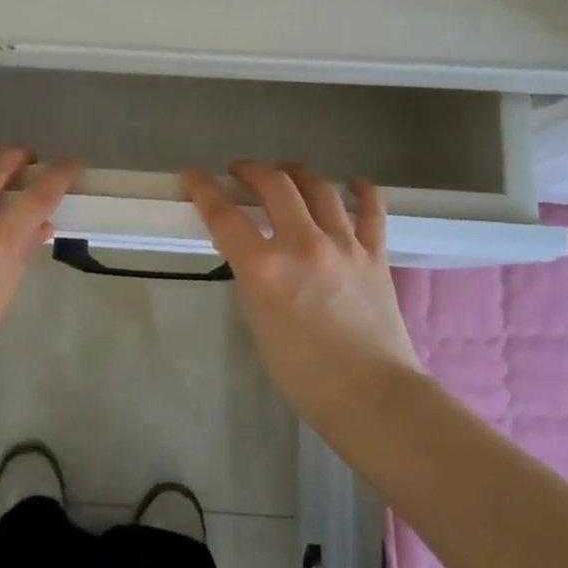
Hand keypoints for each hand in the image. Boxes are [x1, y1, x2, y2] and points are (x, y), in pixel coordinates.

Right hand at [182, 162, 422, 427]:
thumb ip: (253, 279)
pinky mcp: (375, 254)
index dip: (203, 189)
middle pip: (274, 185)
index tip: (192, 176)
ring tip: (285, 172)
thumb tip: (255, 254)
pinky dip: (361, 192)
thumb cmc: (303, 373)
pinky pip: (371, 211)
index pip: (224, 215)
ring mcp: (343, 245)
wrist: (371, 396)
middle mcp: (303, 245)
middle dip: (251, 170)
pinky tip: (353, 185)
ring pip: (319, 188)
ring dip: (296, 173)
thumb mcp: (258, 321)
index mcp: (265, 268)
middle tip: (240, 171)